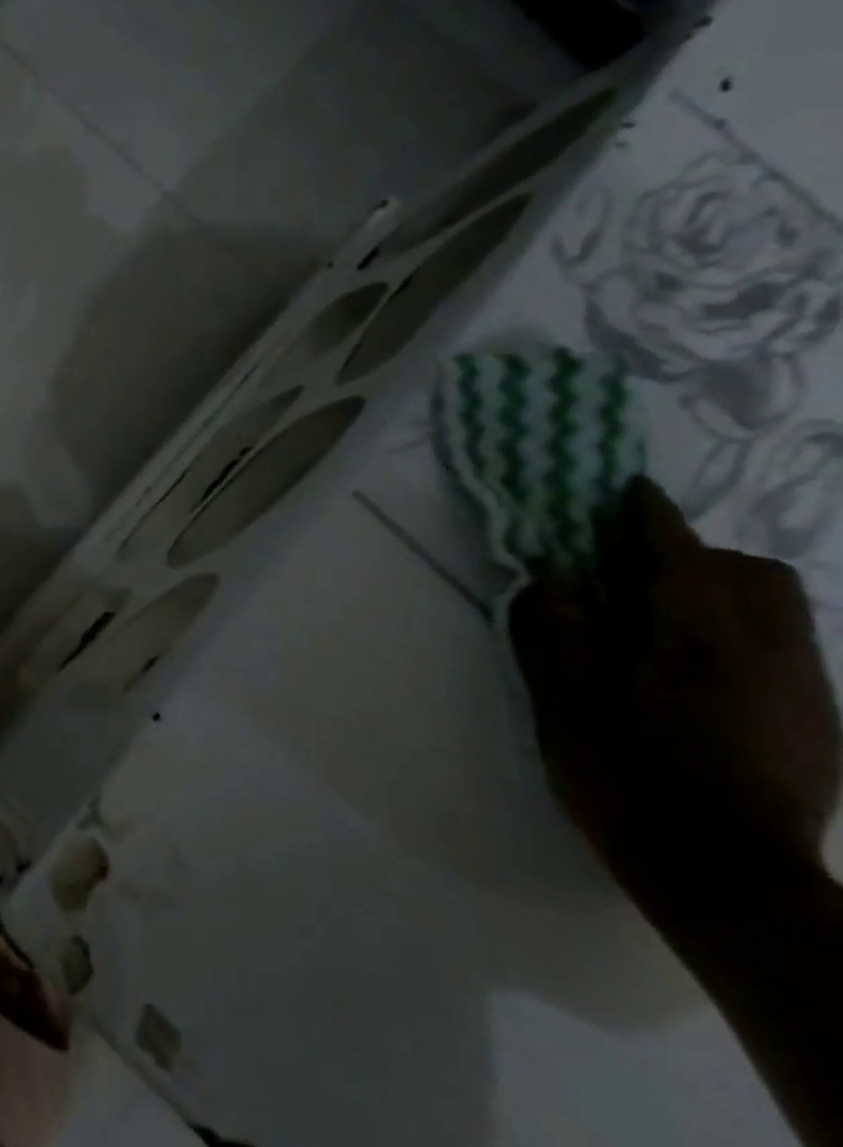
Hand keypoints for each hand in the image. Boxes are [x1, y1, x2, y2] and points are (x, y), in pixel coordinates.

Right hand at [509, 476, 841, 894]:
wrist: (729, 879)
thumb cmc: (629, 775)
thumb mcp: (566, 697)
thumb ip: (557, 626)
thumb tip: (552, 575)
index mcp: (704, 639)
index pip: (679, 555)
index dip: (650, 517)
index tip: (629, 490)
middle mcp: (773, 654)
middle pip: (755, 576)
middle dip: (699, 557)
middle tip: (635, 571)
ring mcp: (808, 694)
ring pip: (780, 613)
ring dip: (722, 596)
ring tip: (660, 623)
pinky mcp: (818, 728)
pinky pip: (786, 653)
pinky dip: (740, 637)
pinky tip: (693, 674)